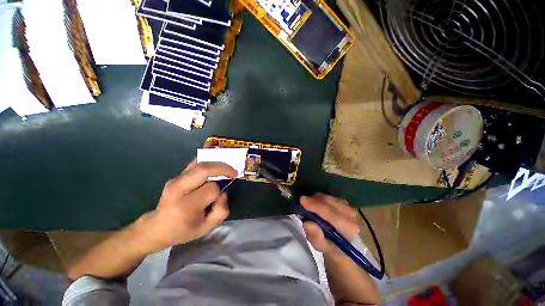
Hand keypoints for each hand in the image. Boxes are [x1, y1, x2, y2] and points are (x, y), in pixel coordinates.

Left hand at [139, 161, 237, 251]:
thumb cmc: (183, 230)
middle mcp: (178, 189)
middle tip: (233, 172)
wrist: (157, 227)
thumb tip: (223, 193)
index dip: (220, 192)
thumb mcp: (205, 228)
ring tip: (227, 168)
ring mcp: (175, 180)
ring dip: (217, 164)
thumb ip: (221, 212)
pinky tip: (215, 165)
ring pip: (200, 164)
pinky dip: (208, 161)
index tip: (220, 198)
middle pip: (204, 169)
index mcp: (186, 205)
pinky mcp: (176, 176)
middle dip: (222, 168)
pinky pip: (195, 163)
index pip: (211, 189)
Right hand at [301, 193, 359, 255]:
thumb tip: (307, 223)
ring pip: (329, 197)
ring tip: (308, 204)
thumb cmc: (332, 248)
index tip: (302, 201)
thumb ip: (316, 237)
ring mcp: (349, 207)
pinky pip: (330, 196)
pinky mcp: (346, 203)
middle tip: (302, 202)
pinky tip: (316, 203)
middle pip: (330, 202)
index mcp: (348, 229)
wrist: (344, 246)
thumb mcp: (322, 247)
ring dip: (317, 199)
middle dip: (314, 200)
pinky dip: (321, 198)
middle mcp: (352, 216)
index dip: (316, 206)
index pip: (331, 214)